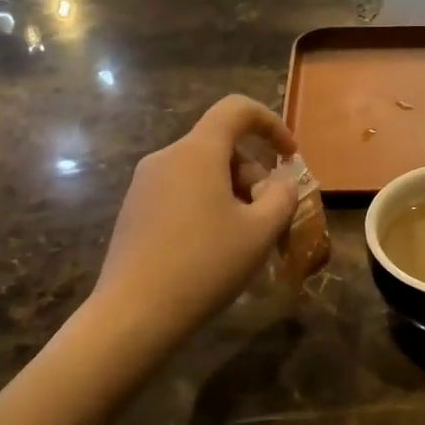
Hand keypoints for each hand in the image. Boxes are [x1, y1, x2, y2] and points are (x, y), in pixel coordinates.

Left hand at [92, 95, 299, 348]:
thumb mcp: (261, 232)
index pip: (236, 110)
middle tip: (270, 216)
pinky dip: (207, 205)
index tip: (290, 157)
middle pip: (221, 146)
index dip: (271, 124)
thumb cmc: (205, 265)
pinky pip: (181, 192)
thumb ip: (283, 196)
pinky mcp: (134, 210)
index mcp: (197, 152)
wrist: (133, 314)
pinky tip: (214, 248)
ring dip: (232, 192)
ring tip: (246, 237)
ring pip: (202, 171)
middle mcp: (166, 158)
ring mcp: (144, 184)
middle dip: (254, 173)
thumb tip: (281, 182)